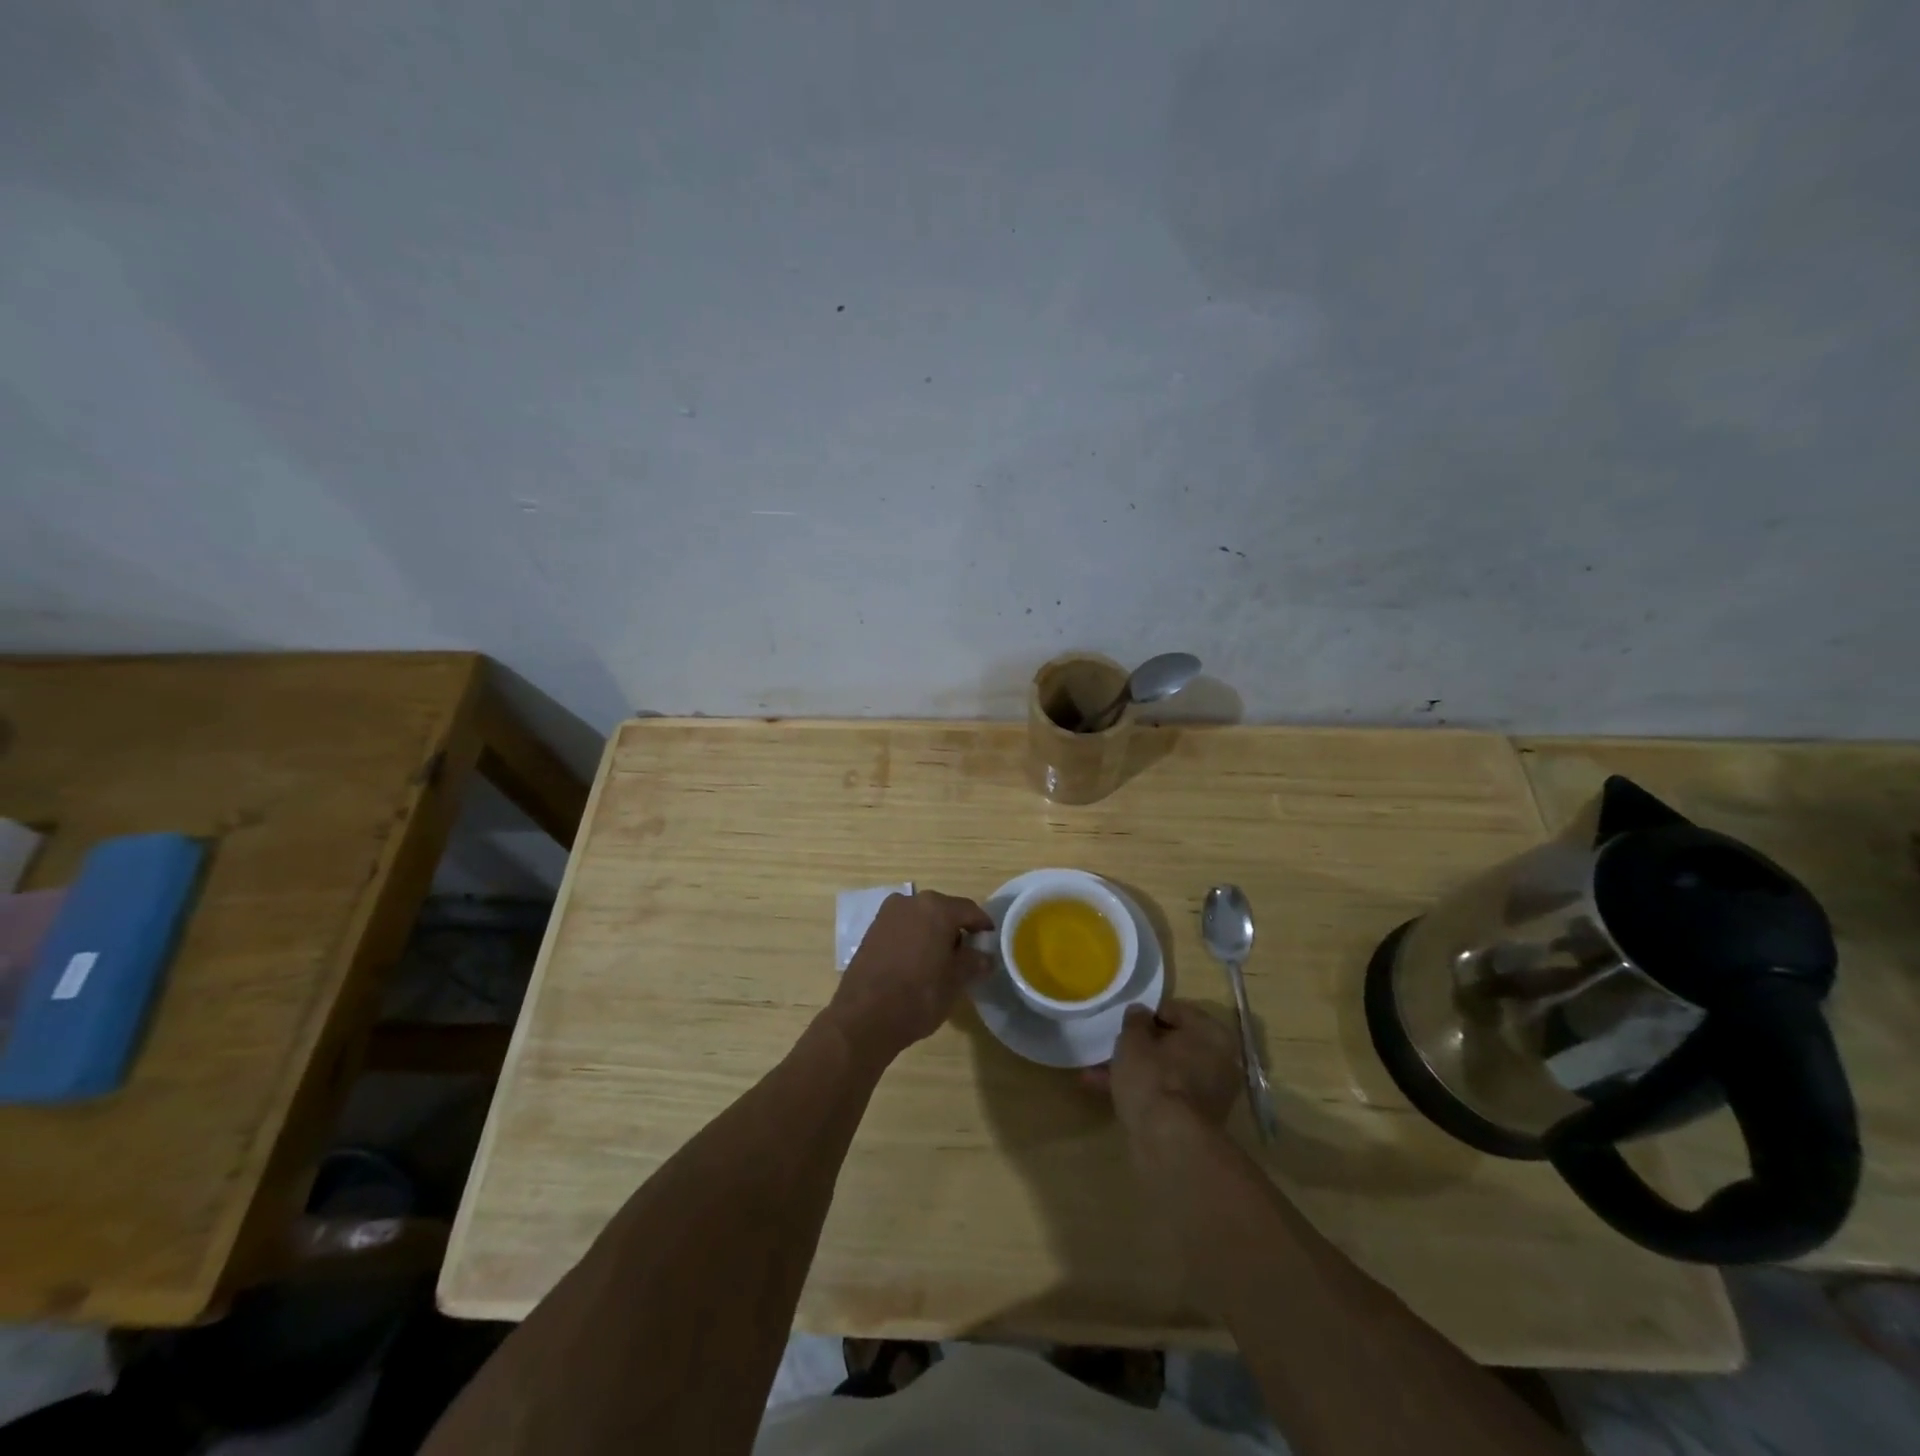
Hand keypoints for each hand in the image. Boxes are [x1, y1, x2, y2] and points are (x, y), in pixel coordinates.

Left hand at [826, 891, 993, 1064]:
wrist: (864, 1017)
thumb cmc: (919, 996)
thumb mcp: (955, 982)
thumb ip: (974, 963)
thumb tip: (986, 958)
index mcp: (936, 908)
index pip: (969, 910)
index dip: (982, 925)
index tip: (990, 939)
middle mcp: (910, 902)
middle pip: (943, 910)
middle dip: (956, 929)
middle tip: (967, 953)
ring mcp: (887, 914)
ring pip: (921, 918)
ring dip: (933, 933)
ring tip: (941, 960)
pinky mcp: (871, 930)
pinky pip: (902, 928)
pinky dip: (914, 938)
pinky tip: (917, 962)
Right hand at [1084, 1000, 1241, 1134]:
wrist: (1169, 1143)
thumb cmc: (1153, 1078)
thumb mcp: (1133, 1040)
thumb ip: (1135, 1020)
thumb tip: (1140, 1012)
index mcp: (1212, 1033)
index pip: (1175, 1010)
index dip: (1146, 1014)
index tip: (1124, 1023)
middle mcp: (1219, 1061)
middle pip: (1172, 1044)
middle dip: (1139, 1046)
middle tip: (1112, 1047)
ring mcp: (1210, 1093)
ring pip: (1166, 1071)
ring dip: (1136, 1070)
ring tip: (1096, 1074)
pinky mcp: (1197, 1120)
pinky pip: (1166, 1094)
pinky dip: (1143, 1092)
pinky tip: (1108, 1093)